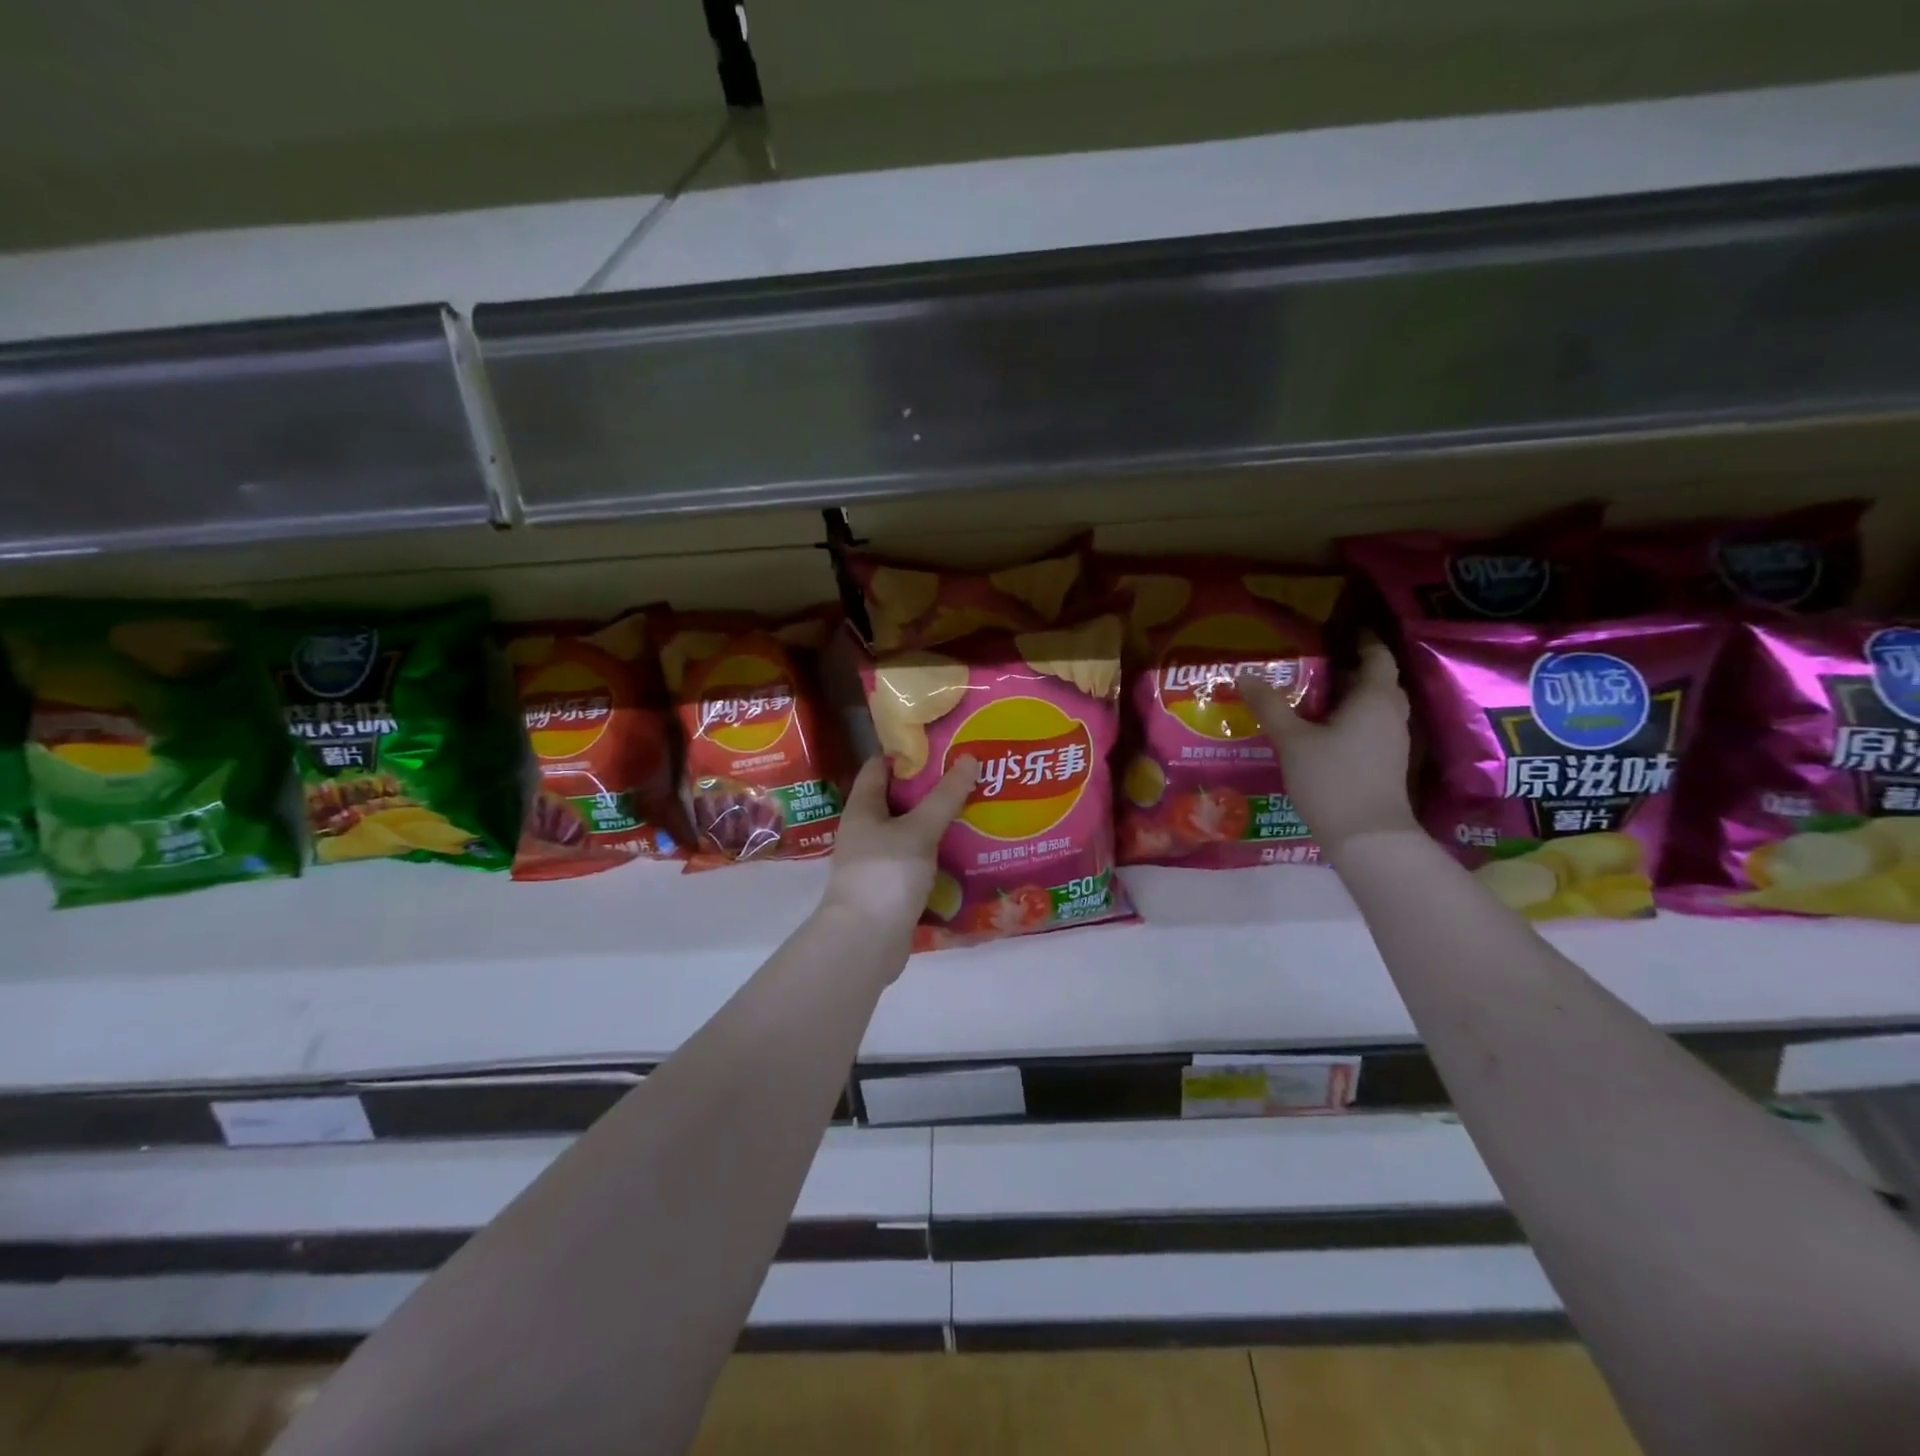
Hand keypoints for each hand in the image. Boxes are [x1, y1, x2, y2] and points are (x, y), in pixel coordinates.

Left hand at [820, 755, 978, 937]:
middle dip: (931, 787)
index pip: (880, 766)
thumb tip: (969, 758)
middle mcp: (865, 830)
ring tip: (975, 807)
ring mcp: (877, 861)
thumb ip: (944, 797)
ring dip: (937, 822)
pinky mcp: (891, 887)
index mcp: (862, 808)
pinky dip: (937, 853)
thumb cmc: (885, 874)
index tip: (941, 742)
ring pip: (910, 832)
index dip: (907, 752)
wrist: (865, 942)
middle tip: (968, 773)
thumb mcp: (919, 830)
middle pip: (898, 799)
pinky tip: (965, 850)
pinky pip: (917, 860)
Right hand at [1239, 639, 1417, 856]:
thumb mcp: (1292, 741)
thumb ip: (1270, 706)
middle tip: (1319, 660)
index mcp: (1374, 698)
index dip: (1363, 640)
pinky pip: (1372, 726)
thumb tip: (1244, 674)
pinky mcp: (1387, 763)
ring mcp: (1393, 741)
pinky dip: (1352, 718)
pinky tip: (1324, 728)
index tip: (1342, 628)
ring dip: (1352, 695)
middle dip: (1353, 667)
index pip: (1376, 656)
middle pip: (1378, 680)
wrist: (1367, 837)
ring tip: (1316, 692)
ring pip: (1375, 706)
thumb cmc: (1332, 780)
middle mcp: (1391, 714)